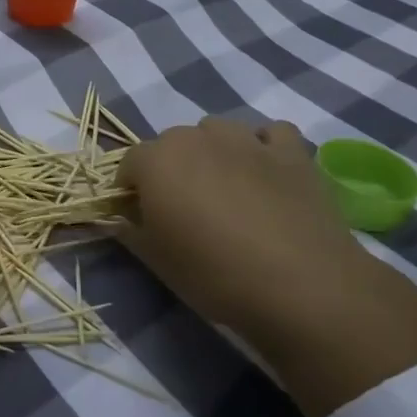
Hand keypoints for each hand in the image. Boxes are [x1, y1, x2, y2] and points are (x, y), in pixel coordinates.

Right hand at [117, 119, 416, 416]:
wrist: (301, 285)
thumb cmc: (214, 274)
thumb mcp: (156, 261)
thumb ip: (129, 231)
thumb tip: (115, 220)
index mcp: (156, 160)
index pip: (129, 164)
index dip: (131, 190)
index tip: (142, 218)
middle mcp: (197, 137)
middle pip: (172, 143)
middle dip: (171, 168)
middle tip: (186, 209)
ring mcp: (247, 139)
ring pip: (218, 130)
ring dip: (213, 151)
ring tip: (226, 188)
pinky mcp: (291, 151)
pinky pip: (270, 134)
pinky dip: (263, 147)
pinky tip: (267, 173)